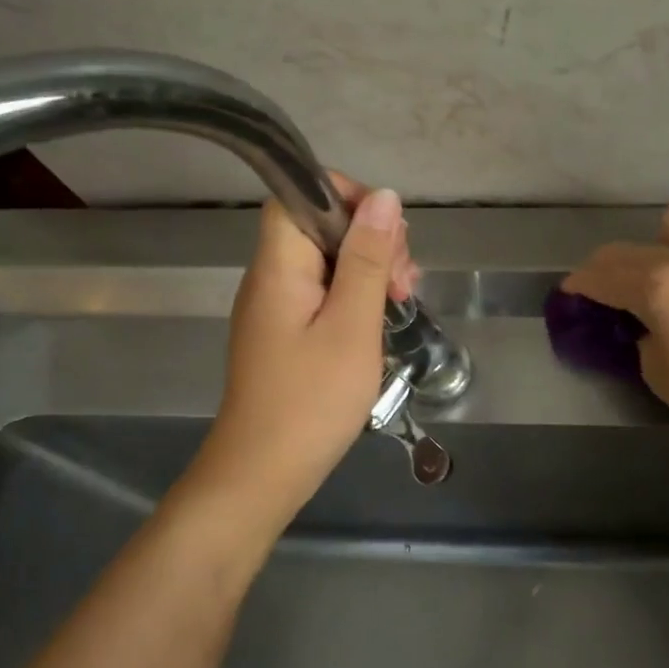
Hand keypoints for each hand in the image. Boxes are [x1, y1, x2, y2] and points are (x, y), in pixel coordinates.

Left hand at [196, 175, 415, 515]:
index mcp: (279, 266)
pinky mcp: (286, 331)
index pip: (300, 195)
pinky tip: (380, 320)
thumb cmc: (312, 400)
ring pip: (327, 261)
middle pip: (319, 226)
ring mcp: (277, 306)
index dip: (346, 197)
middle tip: (404, 281)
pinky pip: (323, 292)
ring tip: (402, 301)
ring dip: (370, 269)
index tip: (389, 231)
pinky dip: (356, 296)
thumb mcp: (352, 326)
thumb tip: (385, 198)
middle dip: (371, 239)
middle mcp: (271, 277)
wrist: (264, 473)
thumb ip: (368, 260)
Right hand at [561, 205, 668, 451]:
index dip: (579, 284)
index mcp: (657, 286)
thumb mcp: (656, 369)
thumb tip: (645, 322)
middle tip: (599, 287)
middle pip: (628, 250)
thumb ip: (641, 334)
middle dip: (605, 266)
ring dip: (652, 245)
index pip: (603, 277)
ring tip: (655, 273)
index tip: (568, 291)